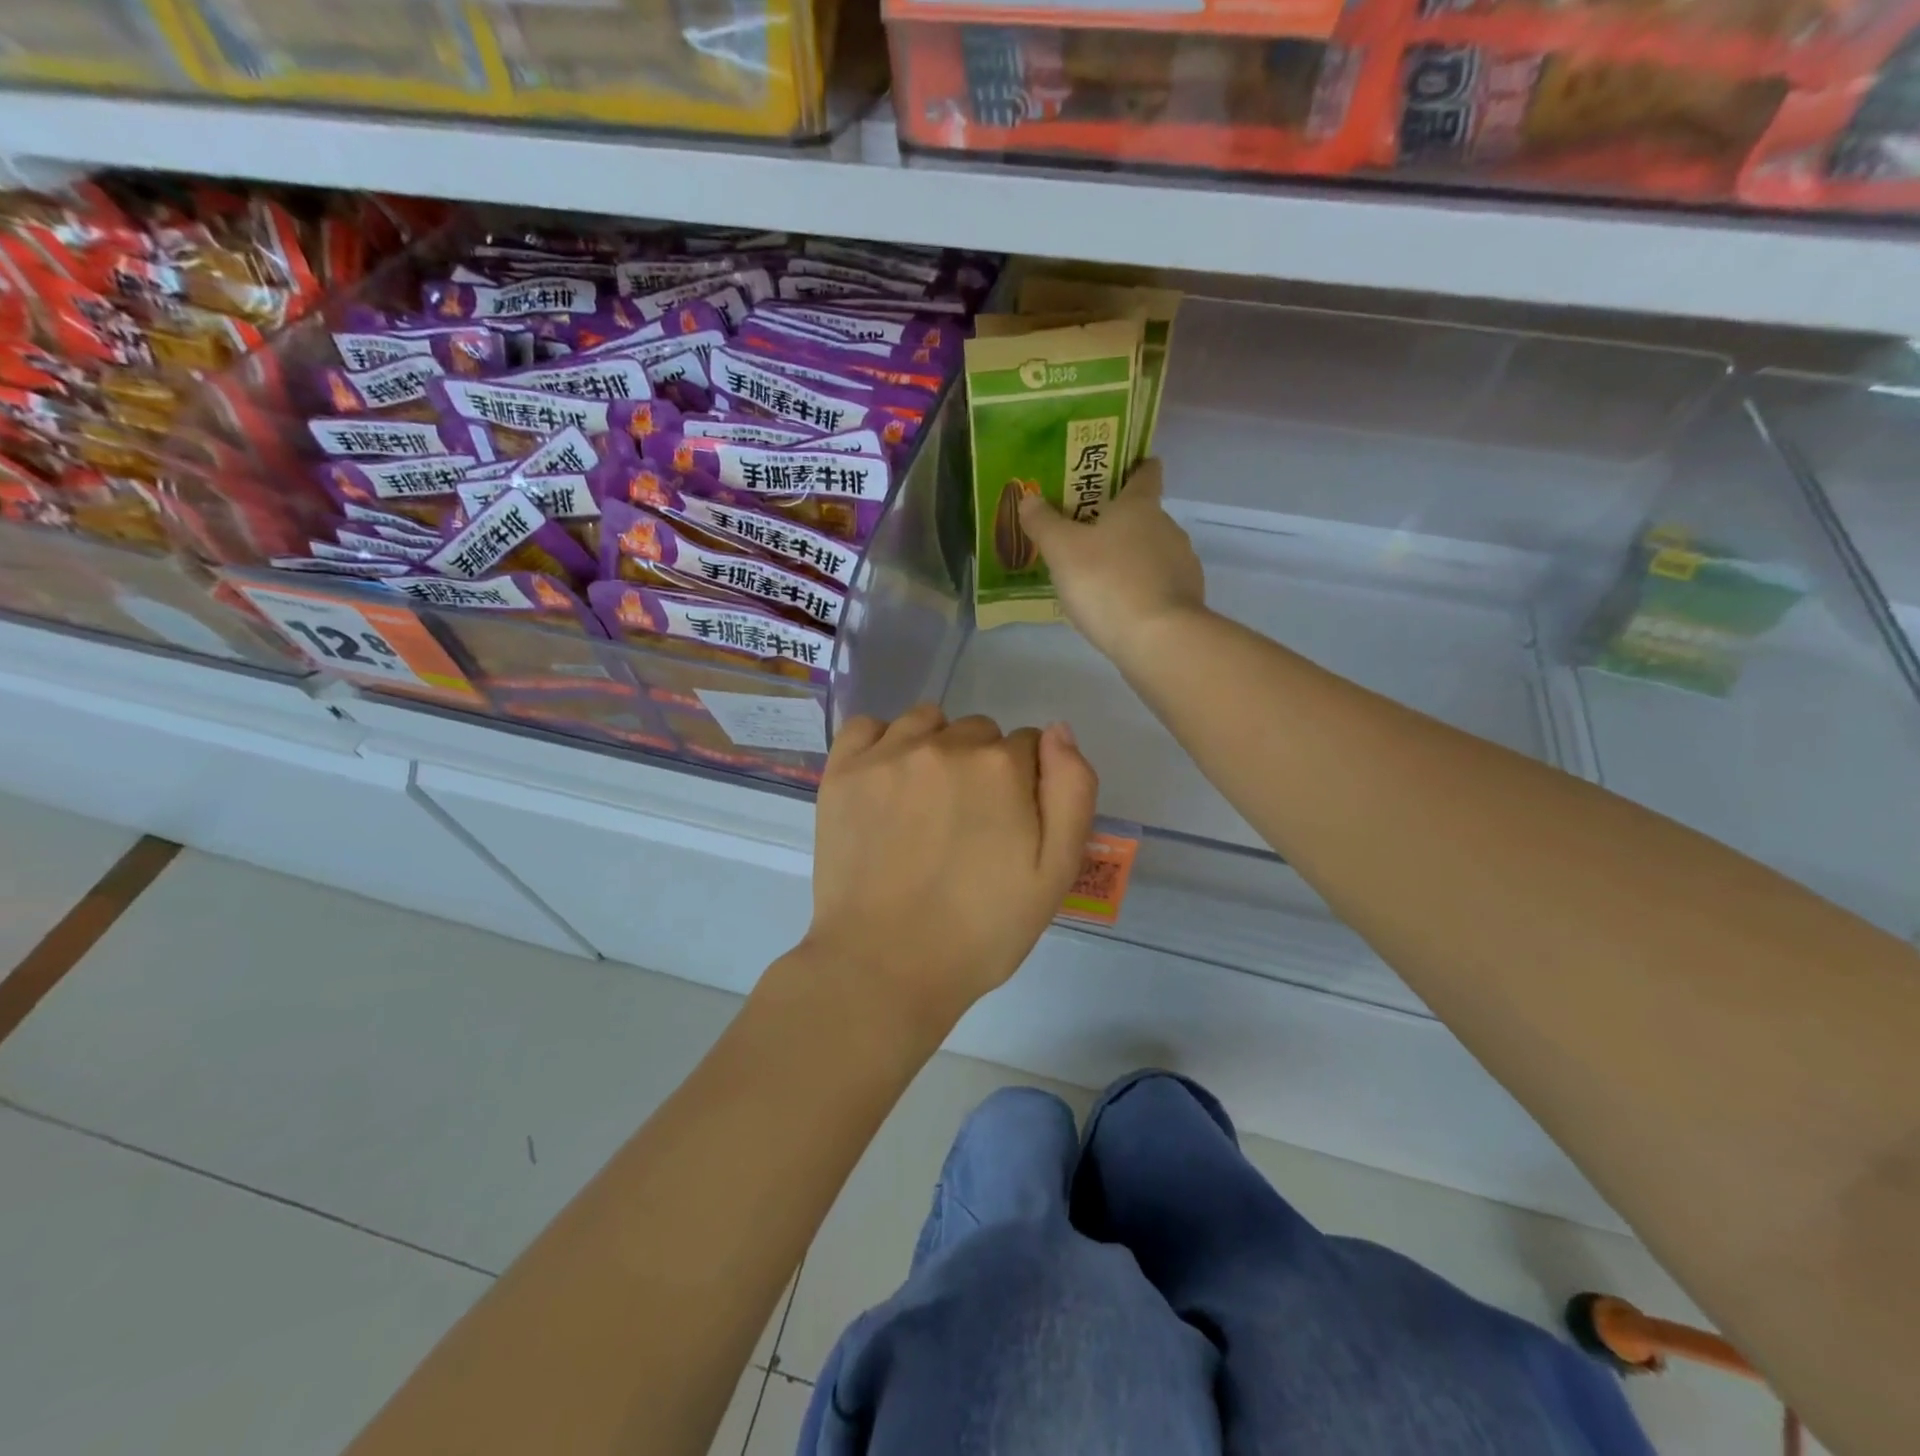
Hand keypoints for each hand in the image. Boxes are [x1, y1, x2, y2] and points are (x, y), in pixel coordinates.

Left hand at [806, 706, 1097, 1029]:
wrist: (885, 966)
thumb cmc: (981, 930)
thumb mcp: (1055, 872)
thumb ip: (1071, 791)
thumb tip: (1057, 731)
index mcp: (1001, 767)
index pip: (1028, 746)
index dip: (1025, 784)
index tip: (1009, 825)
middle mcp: (945, 745)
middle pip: (979, 732)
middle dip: (983, 766)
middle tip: (967, 824)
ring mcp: (887, 755)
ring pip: (927, 721)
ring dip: (936, 747)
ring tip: (926, 802)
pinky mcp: (842, 772)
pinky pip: (868, 726)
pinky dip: (882, 742)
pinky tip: (886, 779)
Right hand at [1017, 457, 1206, 664]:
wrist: (1159, 639)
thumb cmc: (1107, 583)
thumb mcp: (1062, 551)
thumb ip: (1044, 523)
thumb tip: (1029, 497)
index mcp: (1140, 507)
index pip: (1145, 473)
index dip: (1135, 466)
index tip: (1124, 468)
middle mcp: (1168, 527)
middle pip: (1145, 516)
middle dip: (1120, 523)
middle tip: (1087, 535)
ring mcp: (1182, 564)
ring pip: (1152, 552)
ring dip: (1130, 559)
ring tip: (1100, 577)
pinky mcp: (1187, 599)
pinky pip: (1159, 585)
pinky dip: (1142, 589)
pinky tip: (1121, 607)